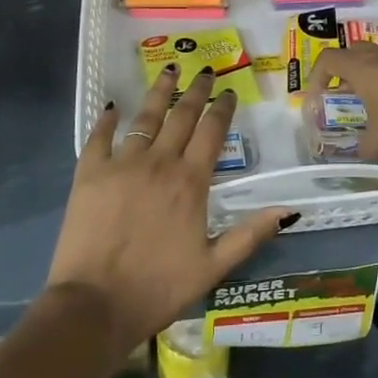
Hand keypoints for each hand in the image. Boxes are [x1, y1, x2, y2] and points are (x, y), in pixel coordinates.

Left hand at [46, 66, 296, 356]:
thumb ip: (250, 234)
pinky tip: (113, 107)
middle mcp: (159, 163)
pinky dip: (107, 120)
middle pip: (182, 116)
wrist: (95, 306)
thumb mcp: (213, 267)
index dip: (222, 109)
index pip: (212, 132)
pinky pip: (99, 137)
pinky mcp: (89, 174)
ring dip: (159, 92)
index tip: (229, 92)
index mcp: (190, 182)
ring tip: (169, 71)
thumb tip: (288, 209)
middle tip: (206, 71)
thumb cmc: (158, 288)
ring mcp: (121, 165)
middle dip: (197, 91)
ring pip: (145, 118)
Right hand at [305, 44, 377, 160]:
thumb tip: (360, 152)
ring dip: (366, 74)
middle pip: (351, 52)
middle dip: (341, 72)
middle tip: (340, 95)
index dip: (316, 77)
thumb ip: (364, 147)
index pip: (328, 59)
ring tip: (365, 100)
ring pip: (375, 57)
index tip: (317, 99)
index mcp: (361, 67)